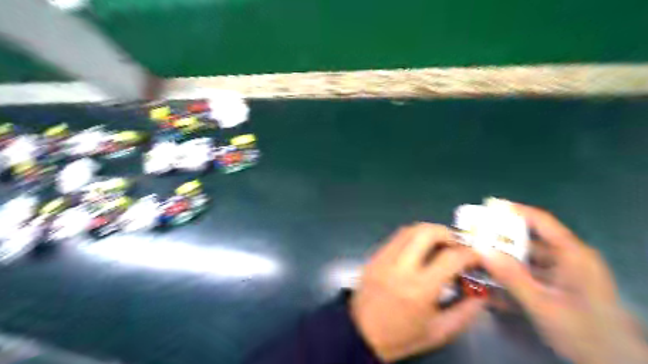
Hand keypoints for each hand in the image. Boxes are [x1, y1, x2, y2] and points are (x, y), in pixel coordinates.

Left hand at [353, 223, 482, 362]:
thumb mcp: (439, 332)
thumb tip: (482, 293)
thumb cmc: (401, 336)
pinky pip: (395, 238)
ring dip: (428, 232)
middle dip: (447, 233)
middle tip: (456, 245)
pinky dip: (411, 238)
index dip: (469, 254)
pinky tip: (418, 250)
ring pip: (409, 230)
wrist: (361, 335)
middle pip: (426, 232)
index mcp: (419, 289)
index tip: (475, 257)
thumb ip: (465, 312)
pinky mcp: (373, 257)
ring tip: (439, 245)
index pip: (450, 257)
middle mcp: (400, 267)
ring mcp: (383, 259)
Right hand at [480, 204, 647, 363]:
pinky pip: (530, 276)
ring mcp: (564, 274)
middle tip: (473, 238)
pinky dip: (512, 278)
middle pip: (528, 241)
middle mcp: (568, 259)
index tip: (487, 206)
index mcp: (573, 255)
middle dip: (499, 240)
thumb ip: (511, 277)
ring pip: (526, 260)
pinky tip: (492, 286)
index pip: (540, 221)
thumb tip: (481, 249)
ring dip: (502, 261)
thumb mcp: (543, 305)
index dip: (513, 210)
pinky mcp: (558, 288)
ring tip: (477, 260)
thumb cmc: (585, 333)